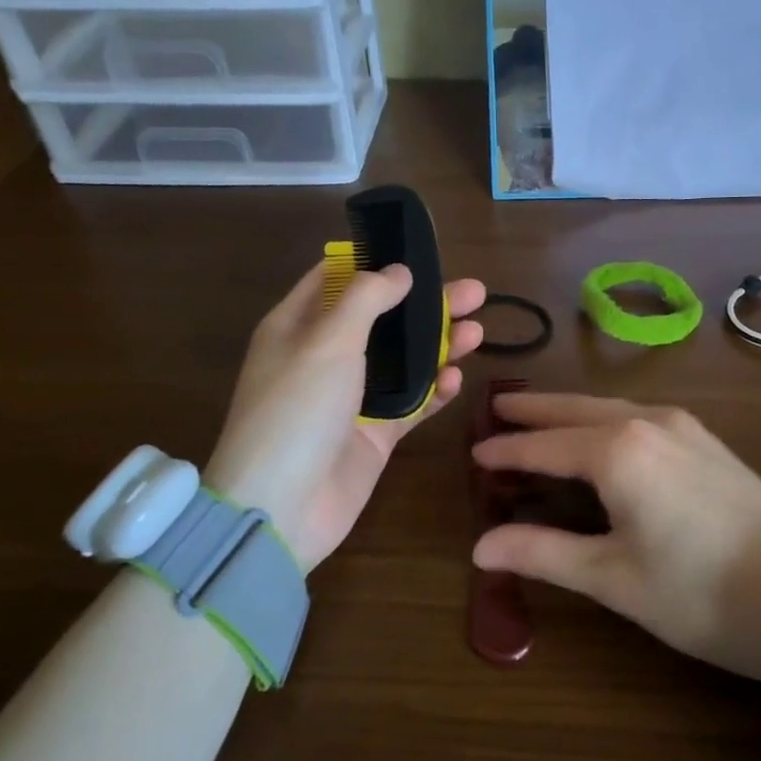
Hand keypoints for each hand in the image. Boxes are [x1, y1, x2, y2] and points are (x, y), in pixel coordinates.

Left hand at [205, 263, 485, 572]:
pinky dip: (435, 391)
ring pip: (404, 361)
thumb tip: (399, 272)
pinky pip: (412, 404)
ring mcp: (351, 398)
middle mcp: (324, 357)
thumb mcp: (328, 340)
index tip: (417, 253)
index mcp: (298, 326)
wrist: (281, 507)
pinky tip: (458, 379)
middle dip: (426, 304)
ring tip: (479, 332)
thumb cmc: (297, 409)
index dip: (374, 262)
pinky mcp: (374, 434)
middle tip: (475, 292)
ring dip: (439, 345)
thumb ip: (367, 299)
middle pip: (382, 319)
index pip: (336, 279)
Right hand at [471, 394, 760, 678]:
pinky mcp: (708, 442)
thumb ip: (544, 554)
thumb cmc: (702, 595)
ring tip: (542, 418)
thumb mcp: (614, 579)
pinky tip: (603, 435)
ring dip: (572, 412)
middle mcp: (649, 422)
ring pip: (611, 408)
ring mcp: (685, 428)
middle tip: (498, 408)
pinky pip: (640, 416)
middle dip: (536, 410)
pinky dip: (605, 420)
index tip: (473, 452)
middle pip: (577, 410)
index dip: (507, 451)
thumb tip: (481, 546)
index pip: (545, 446)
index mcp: (618, 450)